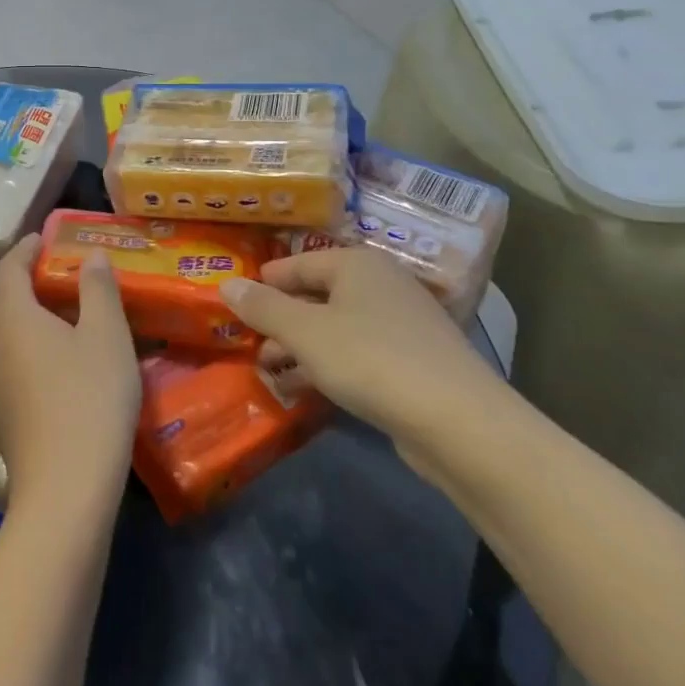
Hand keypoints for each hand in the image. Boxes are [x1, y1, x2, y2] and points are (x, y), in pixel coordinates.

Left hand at [0, 238, 138, 516]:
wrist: (66, 485)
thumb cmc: (91, 398)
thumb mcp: (107, 335)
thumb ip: (98, 289)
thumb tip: (91, 255)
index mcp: (12, 315)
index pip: (7, 269)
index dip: (22, 250)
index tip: (40, 241)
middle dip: (7, 282)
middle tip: (39, 280)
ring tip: (24, 322)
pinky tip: (14, 370)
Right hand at [219, 248, 507, 463]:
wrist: (458, 421)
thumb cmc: (370, 359)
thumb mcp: (305, 333)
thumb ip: (263, 307)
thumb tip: (225, 284)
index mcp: (356, 264)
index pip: (297, 264)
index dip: (264, 283)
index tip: (236, 304)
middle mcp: (381, 284)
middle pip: (317, 295)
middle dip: (281, 321)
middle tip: (250, 345)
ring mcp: (402, 323)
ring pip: (337, 327)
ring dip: (302, 347)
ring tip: (270, 371)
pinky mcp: (414, 361)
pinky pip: (359, 353)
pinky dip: (330, 365)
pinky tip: (307, 390)